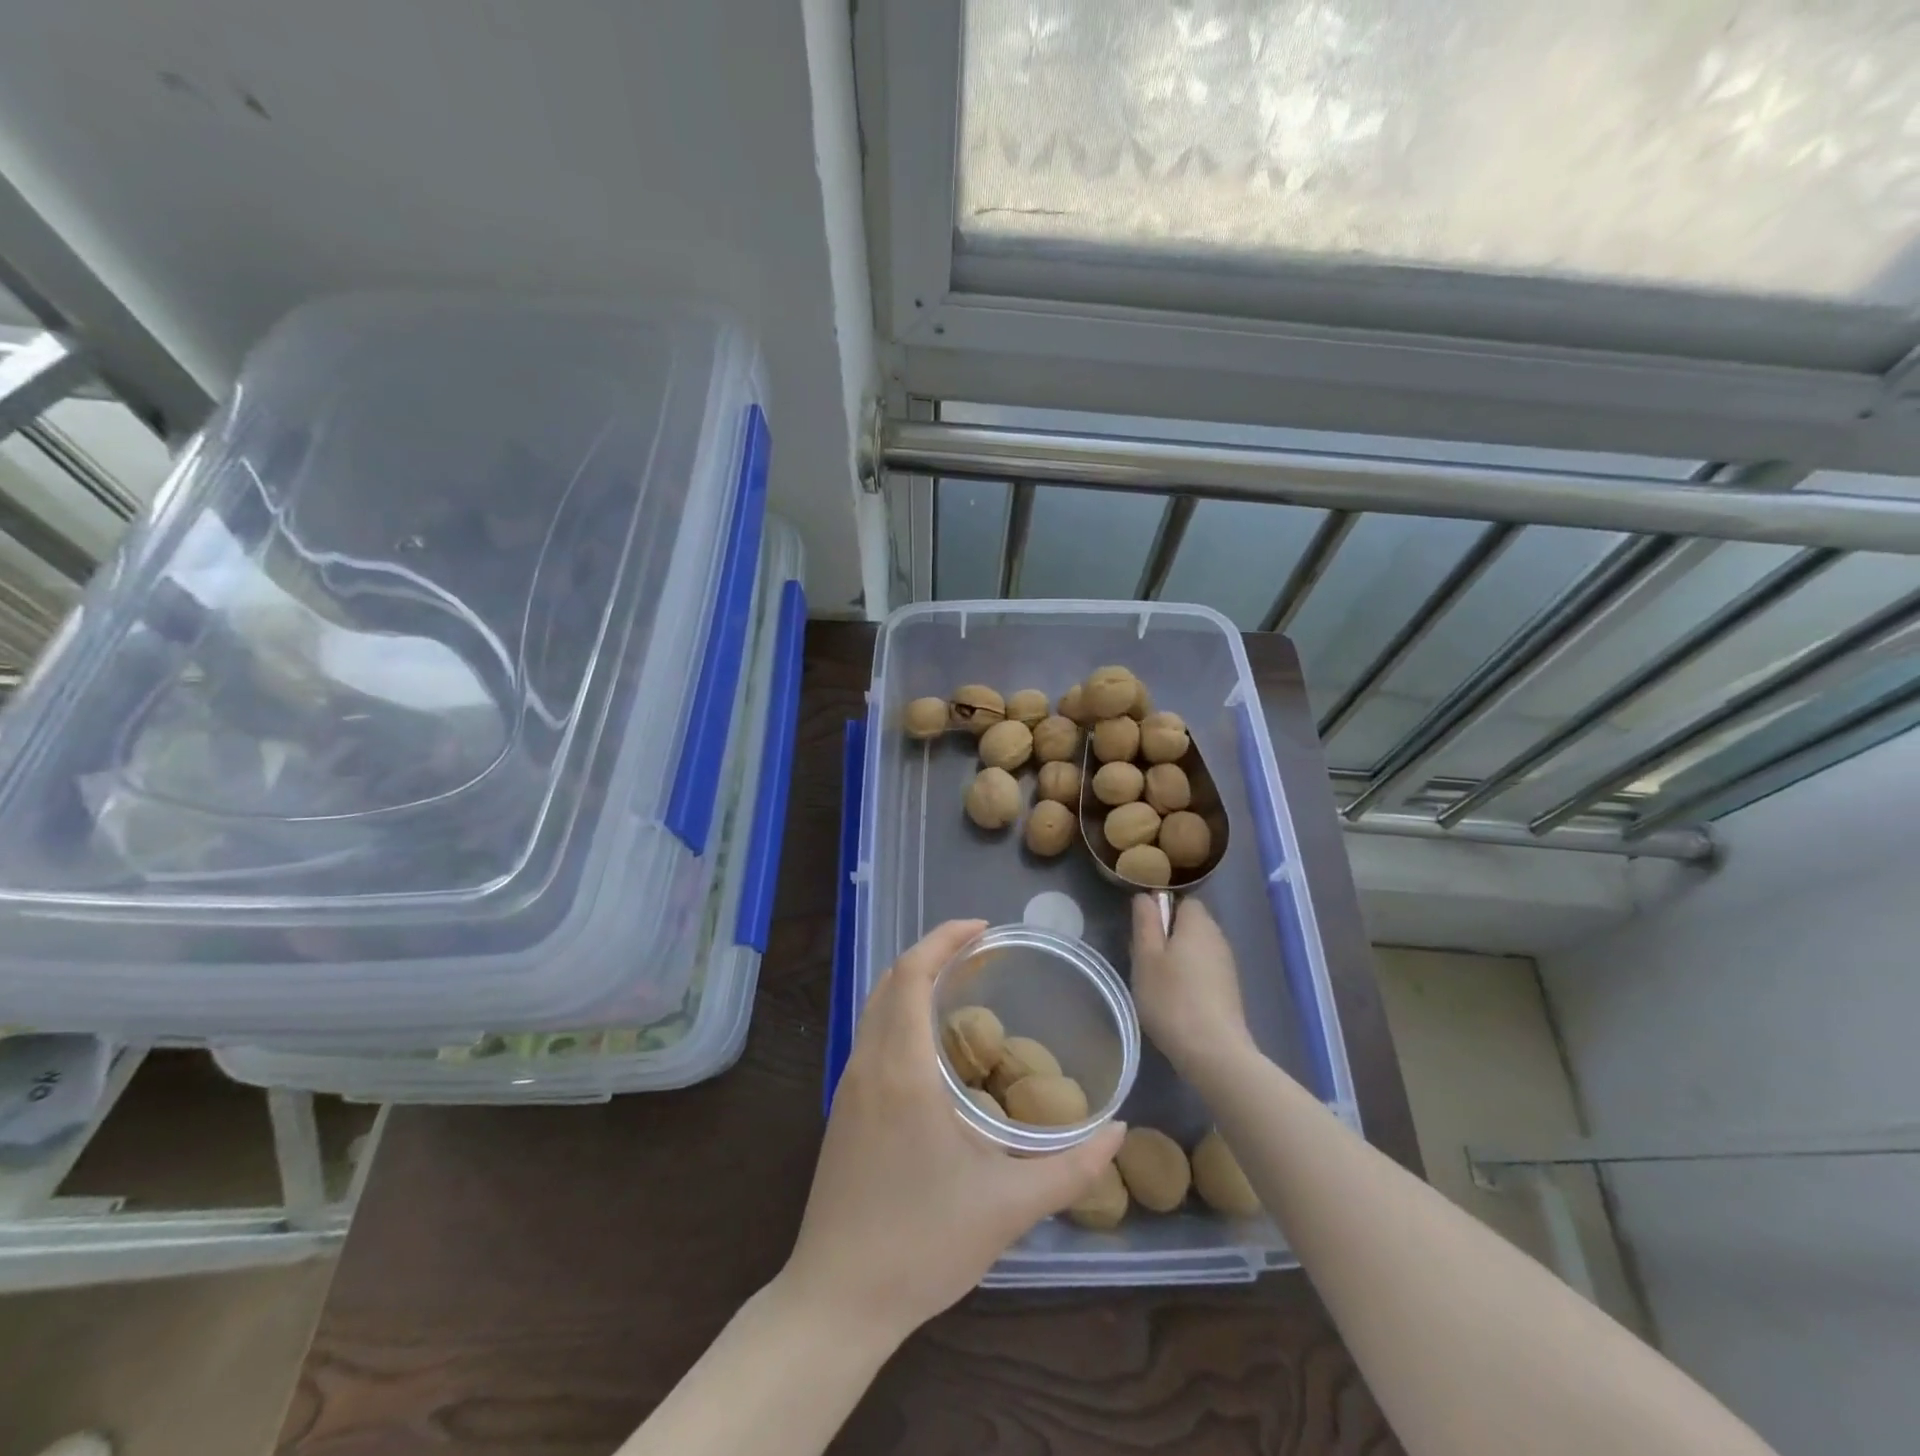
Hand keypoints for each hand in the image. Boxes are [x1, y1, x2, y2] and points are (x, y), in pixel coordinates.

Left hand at [783, 919, 1124, 1342]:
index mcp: (902, 1070)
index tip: (982, 929)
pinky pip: (870, 1035)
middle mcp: (868, 1064)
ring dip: (913, 982)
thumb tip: (1119, 1131)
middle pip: (890, 980)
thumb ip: (1071, 1168)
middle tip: (980, 951)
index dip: (942, 939)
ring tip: (961, 985)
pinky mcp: (843, 1108)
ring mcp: (849, 1085)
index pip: (910, 974)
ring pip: (876, 1006)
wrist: (837, 1299)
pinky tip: (933, 1043)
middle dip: (931, 953)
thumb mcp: (1008, 1208)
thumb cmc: (922, 1245)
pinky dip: (900, 1013)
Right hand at [1131, 895, 1255, 1075]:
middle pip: (1190, 923)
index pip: (1181, 899)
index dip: (1160, 908)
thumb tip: (1146, 896)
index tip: (1142, 929)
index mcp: (1197, 923)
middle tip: (1143, 957)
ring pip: (1197, 947)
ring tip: (1156, 980)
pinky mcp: (1230, 989)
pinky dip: (1190, 975)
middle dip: (1167, 934)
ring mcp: (1227, 964)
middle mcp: (1217, 937)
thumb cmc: (1171, 998)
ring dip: (1177, 956)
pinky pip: (1205, 969)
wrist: (1214, 1052)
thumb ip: (1145, 922)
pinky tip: (1176, 998)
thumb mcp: (1145, 957)